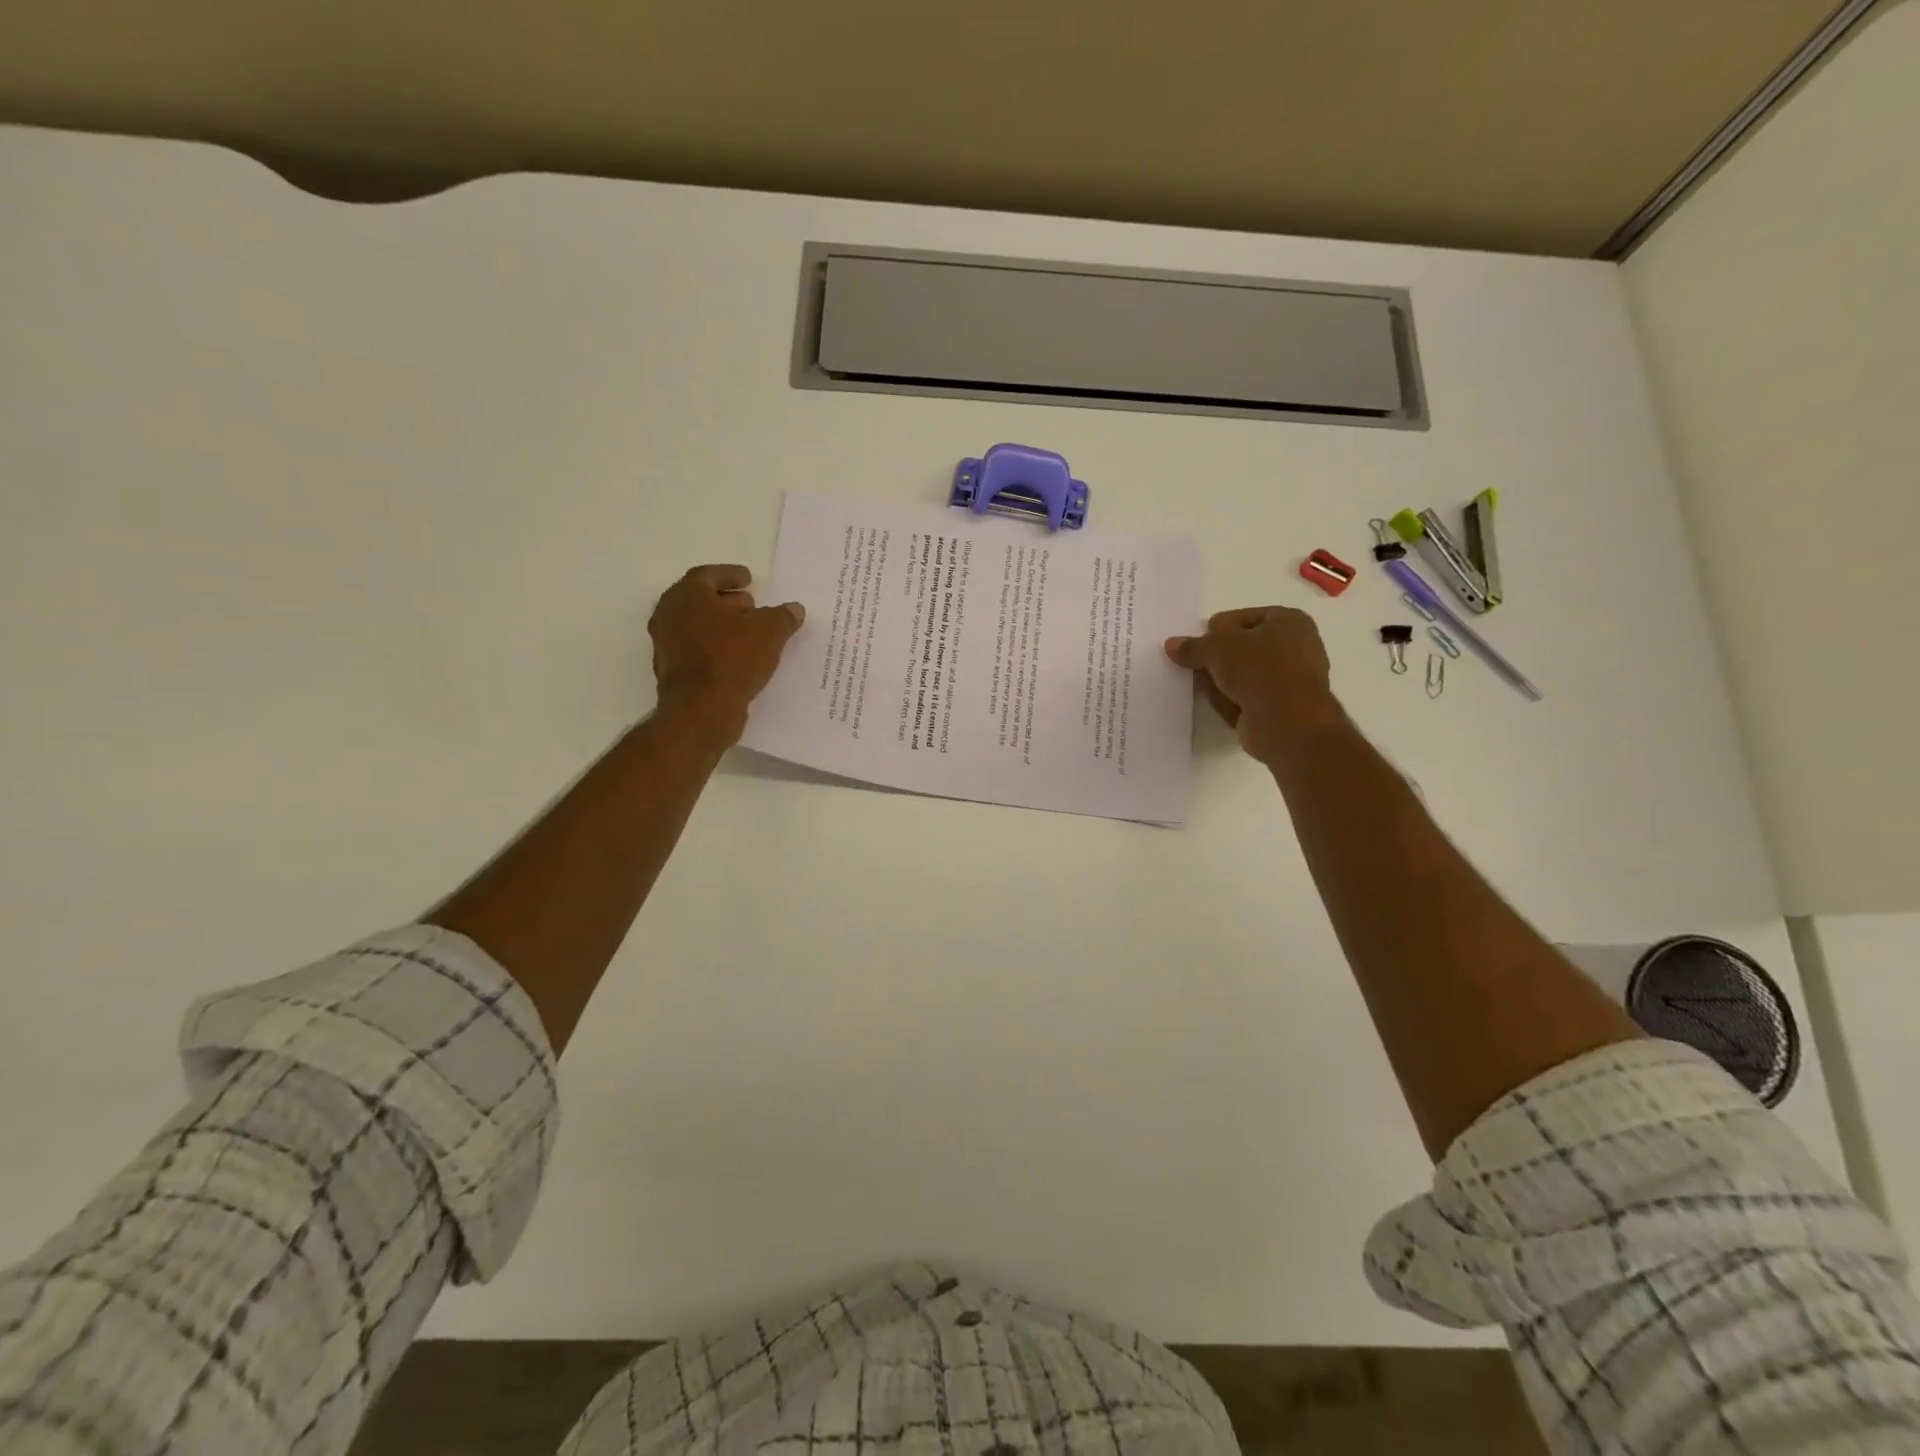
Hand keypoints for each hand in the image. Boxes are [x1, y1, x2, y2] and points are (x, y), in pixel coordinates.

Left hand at [649, 564, 804, 743]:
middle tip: (751, 605)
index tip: (749, 578)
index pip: (708, 575)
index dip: (730, 575)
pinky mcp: (672, 672)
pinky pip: (697, 650)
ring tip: (750, 633)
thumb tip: (794, 609)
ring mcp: (666, 645)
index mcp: (687, 596)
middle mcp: (669, 616)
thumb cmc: (732, 658)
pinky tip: (739, 658)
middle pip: (699, 600)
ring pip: (697, 627)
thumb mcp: (769, 632)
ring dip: (722, 626)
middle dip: (727, 601)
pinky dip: (716, 648)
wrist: (701, 710)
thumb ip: (782, 617)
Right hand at [1165, 606, 1337, 761]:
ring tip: (1200, 686)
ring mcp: (1290, 680)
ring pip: (1245, 675)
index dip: (1218, 628)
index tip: (1198, 642)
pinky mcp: (1281, 709)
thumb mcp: (1216, 648)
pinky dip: (1232, 701)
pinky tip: (1217, 705)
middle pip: (1244, 648)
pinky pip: (1248, 699)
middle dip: (1217, 657)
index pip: (1244, 617)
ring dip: (1222, 681)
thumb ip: (1193, 646)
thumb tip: (1172, 645)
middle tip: (1193, 665)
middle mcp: (1296, 647)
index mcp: (1290, 621)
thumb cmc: (1259, 669)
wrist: (1287, 722)